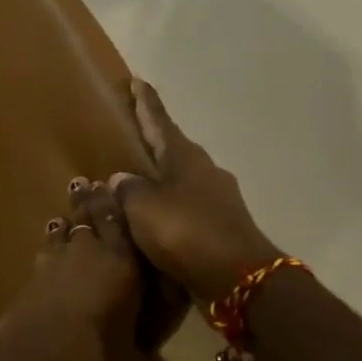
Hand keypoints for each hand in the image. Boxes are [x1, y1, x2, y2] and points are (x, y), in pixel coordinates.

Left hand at [0, 177, 175, 360]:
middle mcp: (88, 254)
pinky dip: (49, 251)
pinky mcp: (28, 282)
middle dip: (88, 201)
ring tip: (65, 219)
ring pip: (61, 233)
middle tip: (85, 184)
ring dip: (65, 225)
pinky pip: (44, 256)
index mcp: (124, 265)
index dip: (118, 203)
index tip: (114, 185)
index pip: (122, 222)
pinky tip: (46, 253)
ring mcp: (53, 264)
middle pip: (88, 218)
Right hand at [108, 79, 281, 307]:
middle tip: (132, 134)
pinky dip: (170, 208)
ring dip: (161, 179)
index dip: (146, 103)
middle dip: (153, 141)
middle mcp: (204, 171)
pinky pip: (187, 209)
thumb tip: (122, 179)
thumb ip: (127, 189)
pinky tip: (155, 220)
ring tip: (137, 183)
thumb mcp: (143, 207)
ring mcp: (218, 200)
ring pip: (182, 180)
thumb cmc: (186, 231)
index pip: (159, 121)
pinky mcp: (222, 228)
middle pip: (173, 149)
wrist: (239, 279)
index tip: (138, 81)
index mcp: (184, 157)